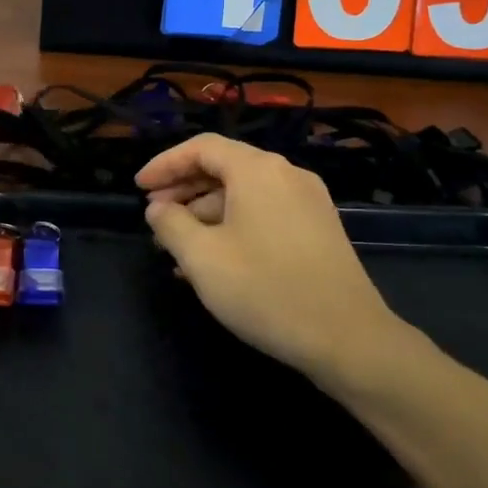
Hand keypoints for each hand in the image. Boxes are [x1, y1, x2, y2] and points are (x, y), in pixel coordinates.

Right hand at [138, 135, 422, 389]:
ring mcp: (308, 201)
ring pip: (244, 194)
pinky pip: (264, 213)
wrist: (349, 339)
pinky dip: (233, 226)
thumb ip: (170, 224)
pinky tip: (215, 261)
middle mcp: (286, 174)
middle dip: (183, 190)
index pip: (201, 148)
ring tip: (178, 247)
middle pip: (224, 167)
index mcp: (258, 170)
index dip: (164, 164)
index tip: (138, 188)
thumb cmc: (266, 290)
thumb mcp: (202, 258)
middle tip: (154, 217)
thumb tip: (158, 208)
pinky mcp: (319, 229)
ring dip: (206, 213)